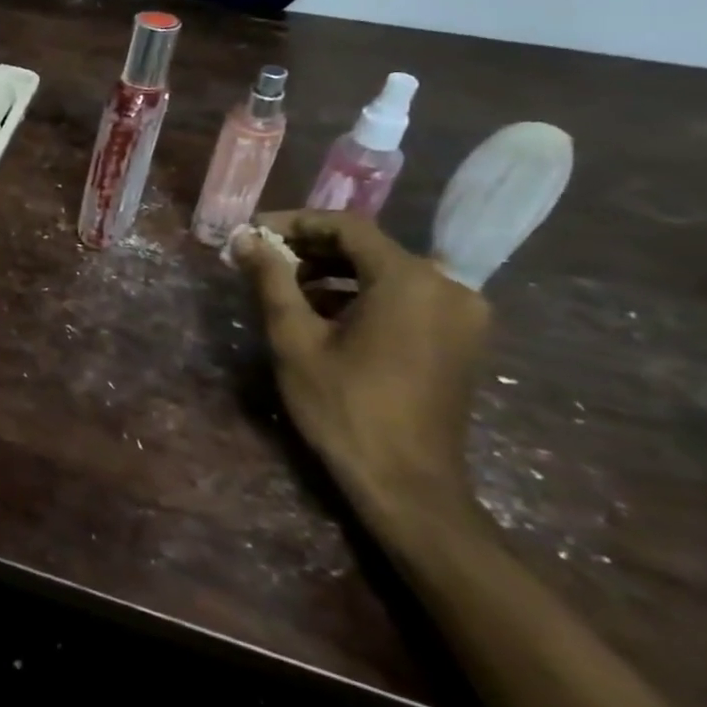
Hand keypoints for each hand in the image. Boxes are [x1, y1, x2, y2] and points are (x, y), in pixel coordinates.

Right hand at [232, 211, 491, 527]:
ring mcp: (461, 314)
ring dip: (334, 272)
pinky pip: (405, 297)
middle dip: (311, 248)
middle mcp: (448, 286)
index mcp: (410, 281)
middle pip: (369, 247)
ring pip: (387, 272)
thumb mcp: (294, 339)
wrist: (407, 484)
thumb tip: (245, 239)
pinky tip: (324, 312)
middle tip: (262, 259)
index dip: (295, 222)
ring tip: (284, 286)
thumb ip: (271, 280)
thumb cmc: (344, 407)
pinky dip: (362, 295)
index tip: (253, 233)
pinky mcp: (460, 338)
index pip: (347, 227)